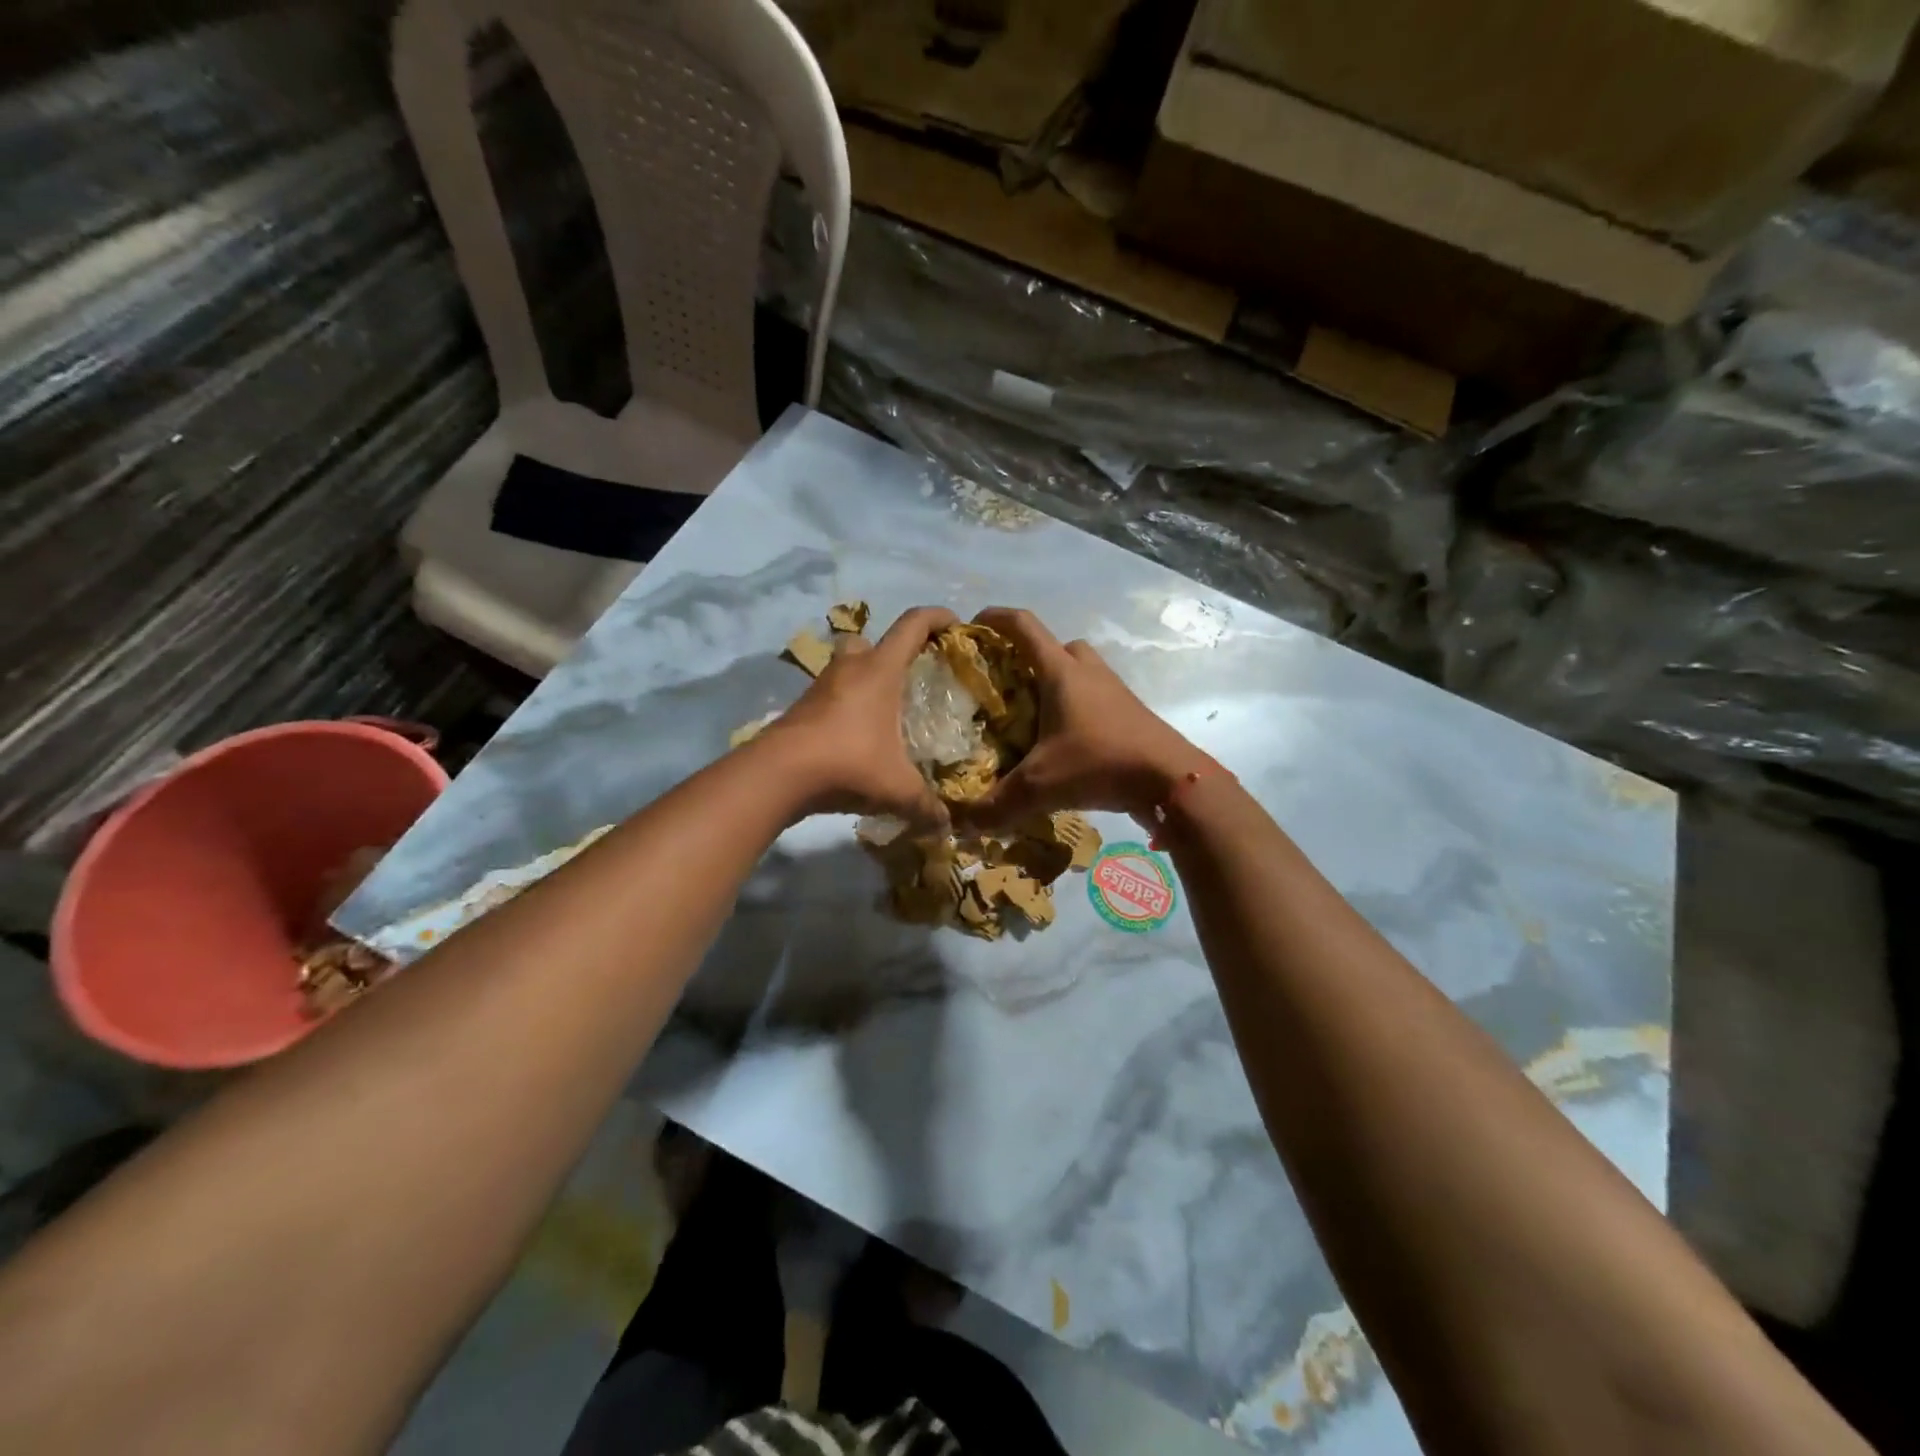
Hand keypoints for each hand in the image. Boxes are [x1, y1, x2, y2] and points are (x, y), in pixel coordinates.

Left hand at [759, 606, 957, 828]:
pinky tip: (857, 737)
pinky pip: (831, 696)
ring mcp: (820, 687)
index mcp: (879, 671)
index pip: (912, 625)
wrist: (778, 774)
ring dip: (864, 680)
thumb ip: (926, 805)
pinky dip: (846, 707)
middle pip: (870, 640)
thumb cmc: (848, 763)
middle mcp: (849, 669)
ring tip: (885, 712)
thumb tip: (946, 826)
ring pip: (846, 667)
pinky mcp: (801, 709)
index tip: (955, 625)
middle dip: (891, 651)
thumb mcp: (897, 788)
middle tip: (909, 677)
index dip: (936, 617)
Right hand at [958, 608, 1211, 829]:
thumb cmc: (1100, 763)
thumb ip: (995, 805)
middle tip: (1005, 684)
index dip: (995, 619)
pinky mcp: (1129, 713)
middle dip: (1028, 657)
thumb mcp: (1040, 786)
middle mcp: (1088, 672)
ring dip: (1055, 683)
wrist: (1171, 779)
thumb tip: (959, 824)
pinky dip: (1075, 709)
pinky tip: (1064, 743)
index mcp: (1061, 672)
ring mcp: (1113, 691)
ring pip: (1078, 671)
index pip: (1023, 626)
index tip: (971, 626)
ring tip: (1032, 716)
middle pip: (1056, 646)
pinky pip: (1095, 697)